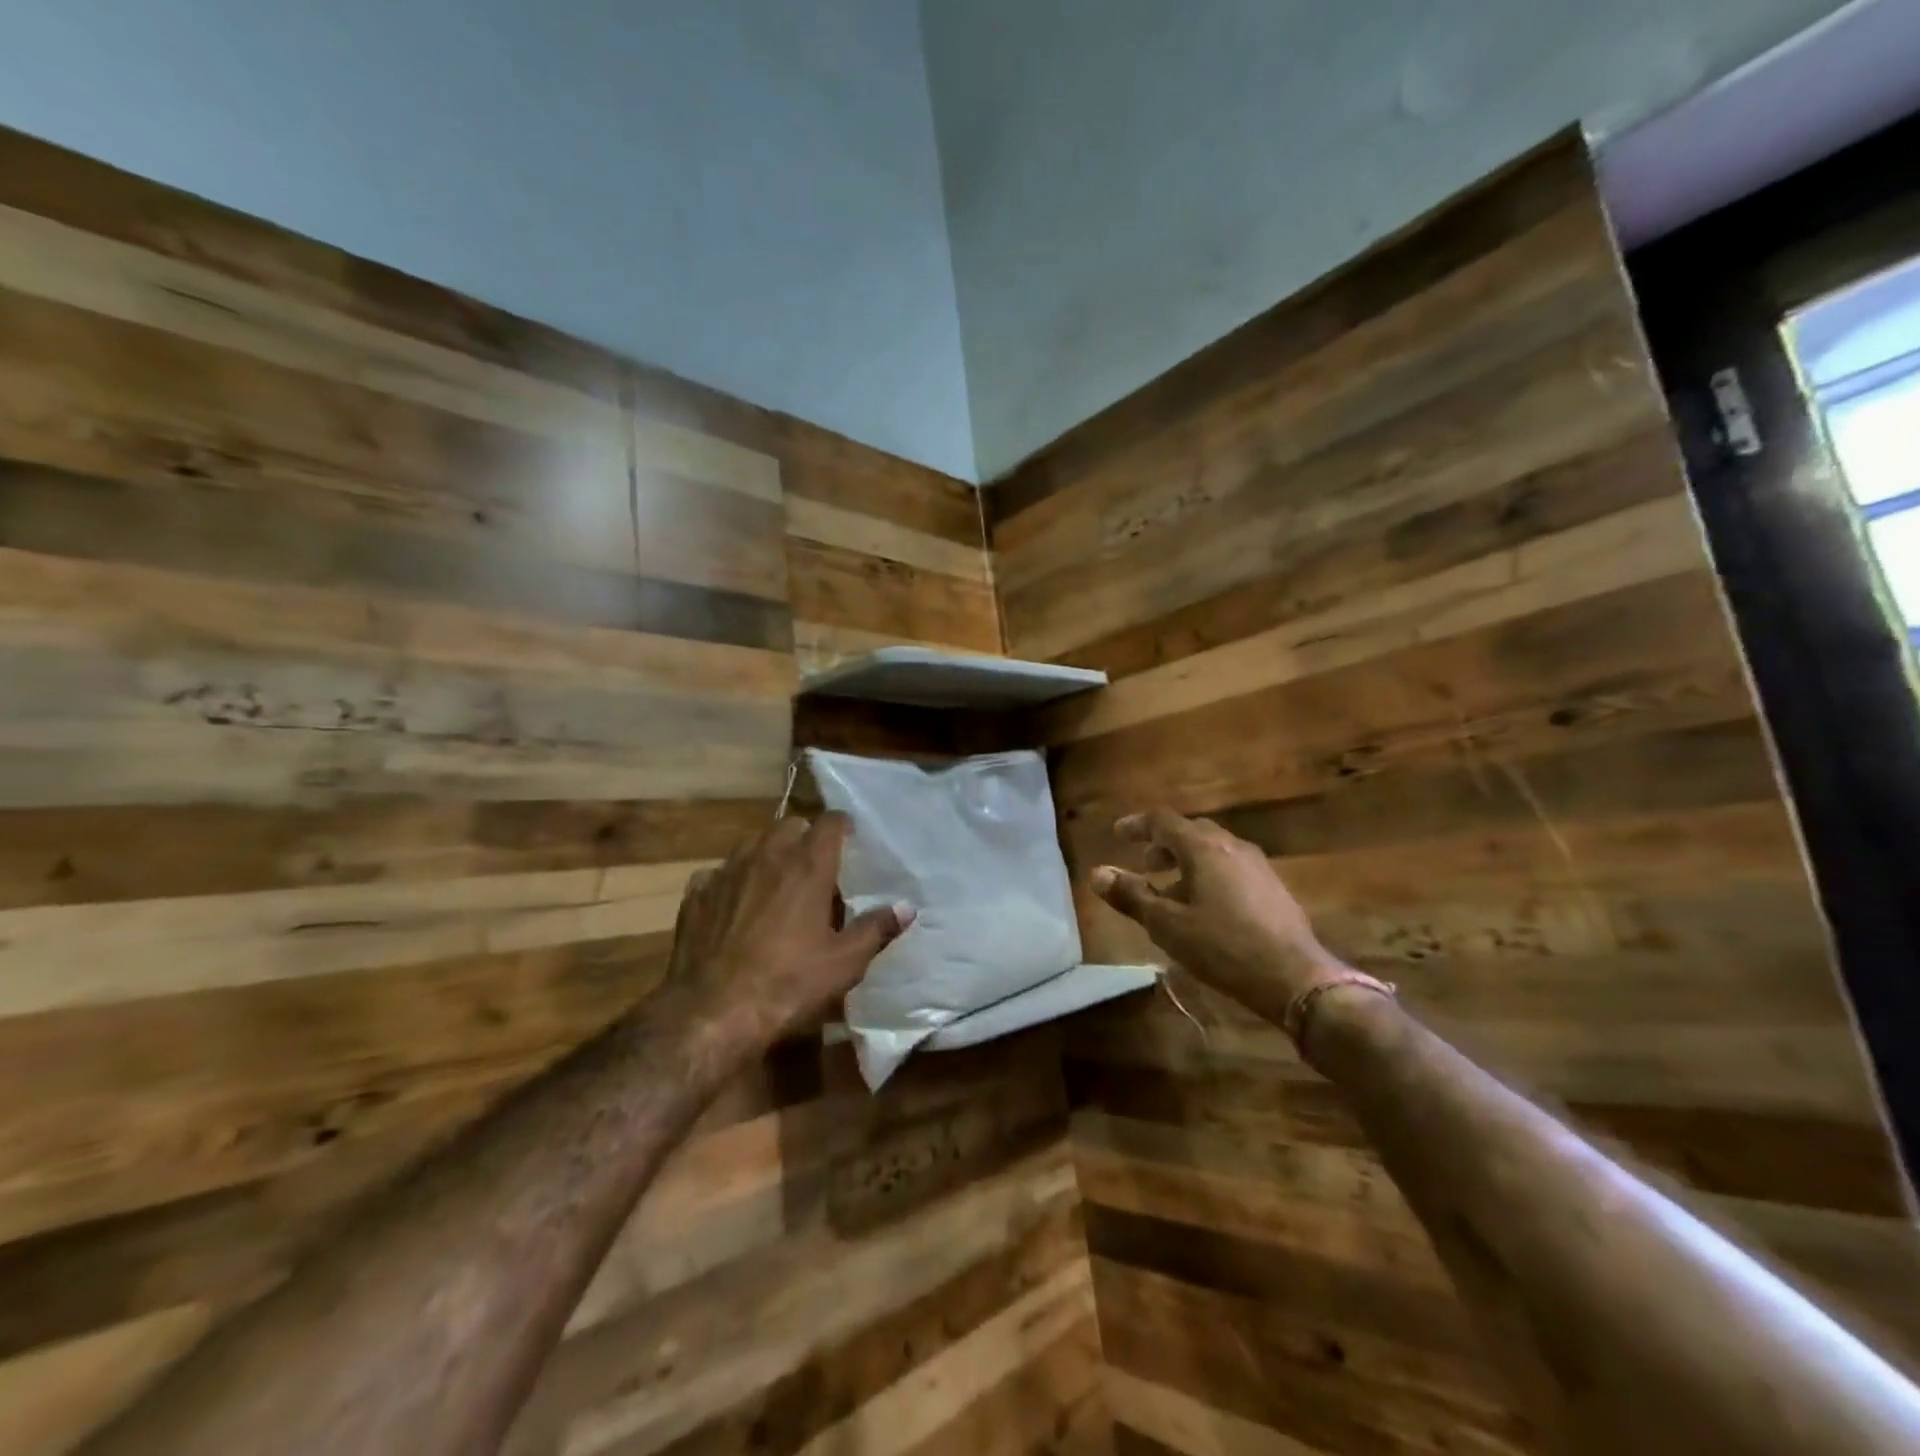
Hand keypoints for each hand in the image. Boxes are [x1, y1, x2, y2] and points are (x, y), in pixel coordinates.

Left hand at [660, 813, 911, 1064]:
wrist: (712, 1011)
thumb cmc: (789, 982)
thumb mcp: (844, 962)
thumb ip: (876, 929)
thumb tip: (906, 908)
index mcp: (808, 865)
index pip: (829, 822)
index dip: (841, 826)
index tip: (849, 839)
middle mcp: (767, 856)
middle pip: (789, 825)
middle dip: (804, 837)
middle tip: (815, 864)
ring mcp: (726, 871)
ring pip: (752, 843)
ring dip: (768, 853)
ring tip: (777, 880)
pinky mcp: (696, 894)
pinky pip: (717, 873)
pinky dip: (730, 880)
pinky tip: (734, 904)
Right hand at [1091, 810, 1344, 1023]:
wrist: (1294, 977)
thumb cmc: (1222, 946)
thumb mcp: (1167, 924)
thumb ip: (1131, 895)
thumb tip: (1097, 873)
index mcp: (1203, 848)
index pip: (1163, 820)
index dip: (1137, 825)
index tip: (1117, 834)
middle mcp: (1232, 846)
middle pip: (1191, 831)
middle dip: (1163, 844)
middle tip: (1145, 865)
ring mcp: (1258, 865)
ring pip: (1213, 849)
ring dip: (1186, 860)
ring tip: (1171, 889)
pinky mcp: (1273, 887)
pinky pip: (1231, 867)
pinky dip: (1208, 874)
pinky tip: (1205, 906)